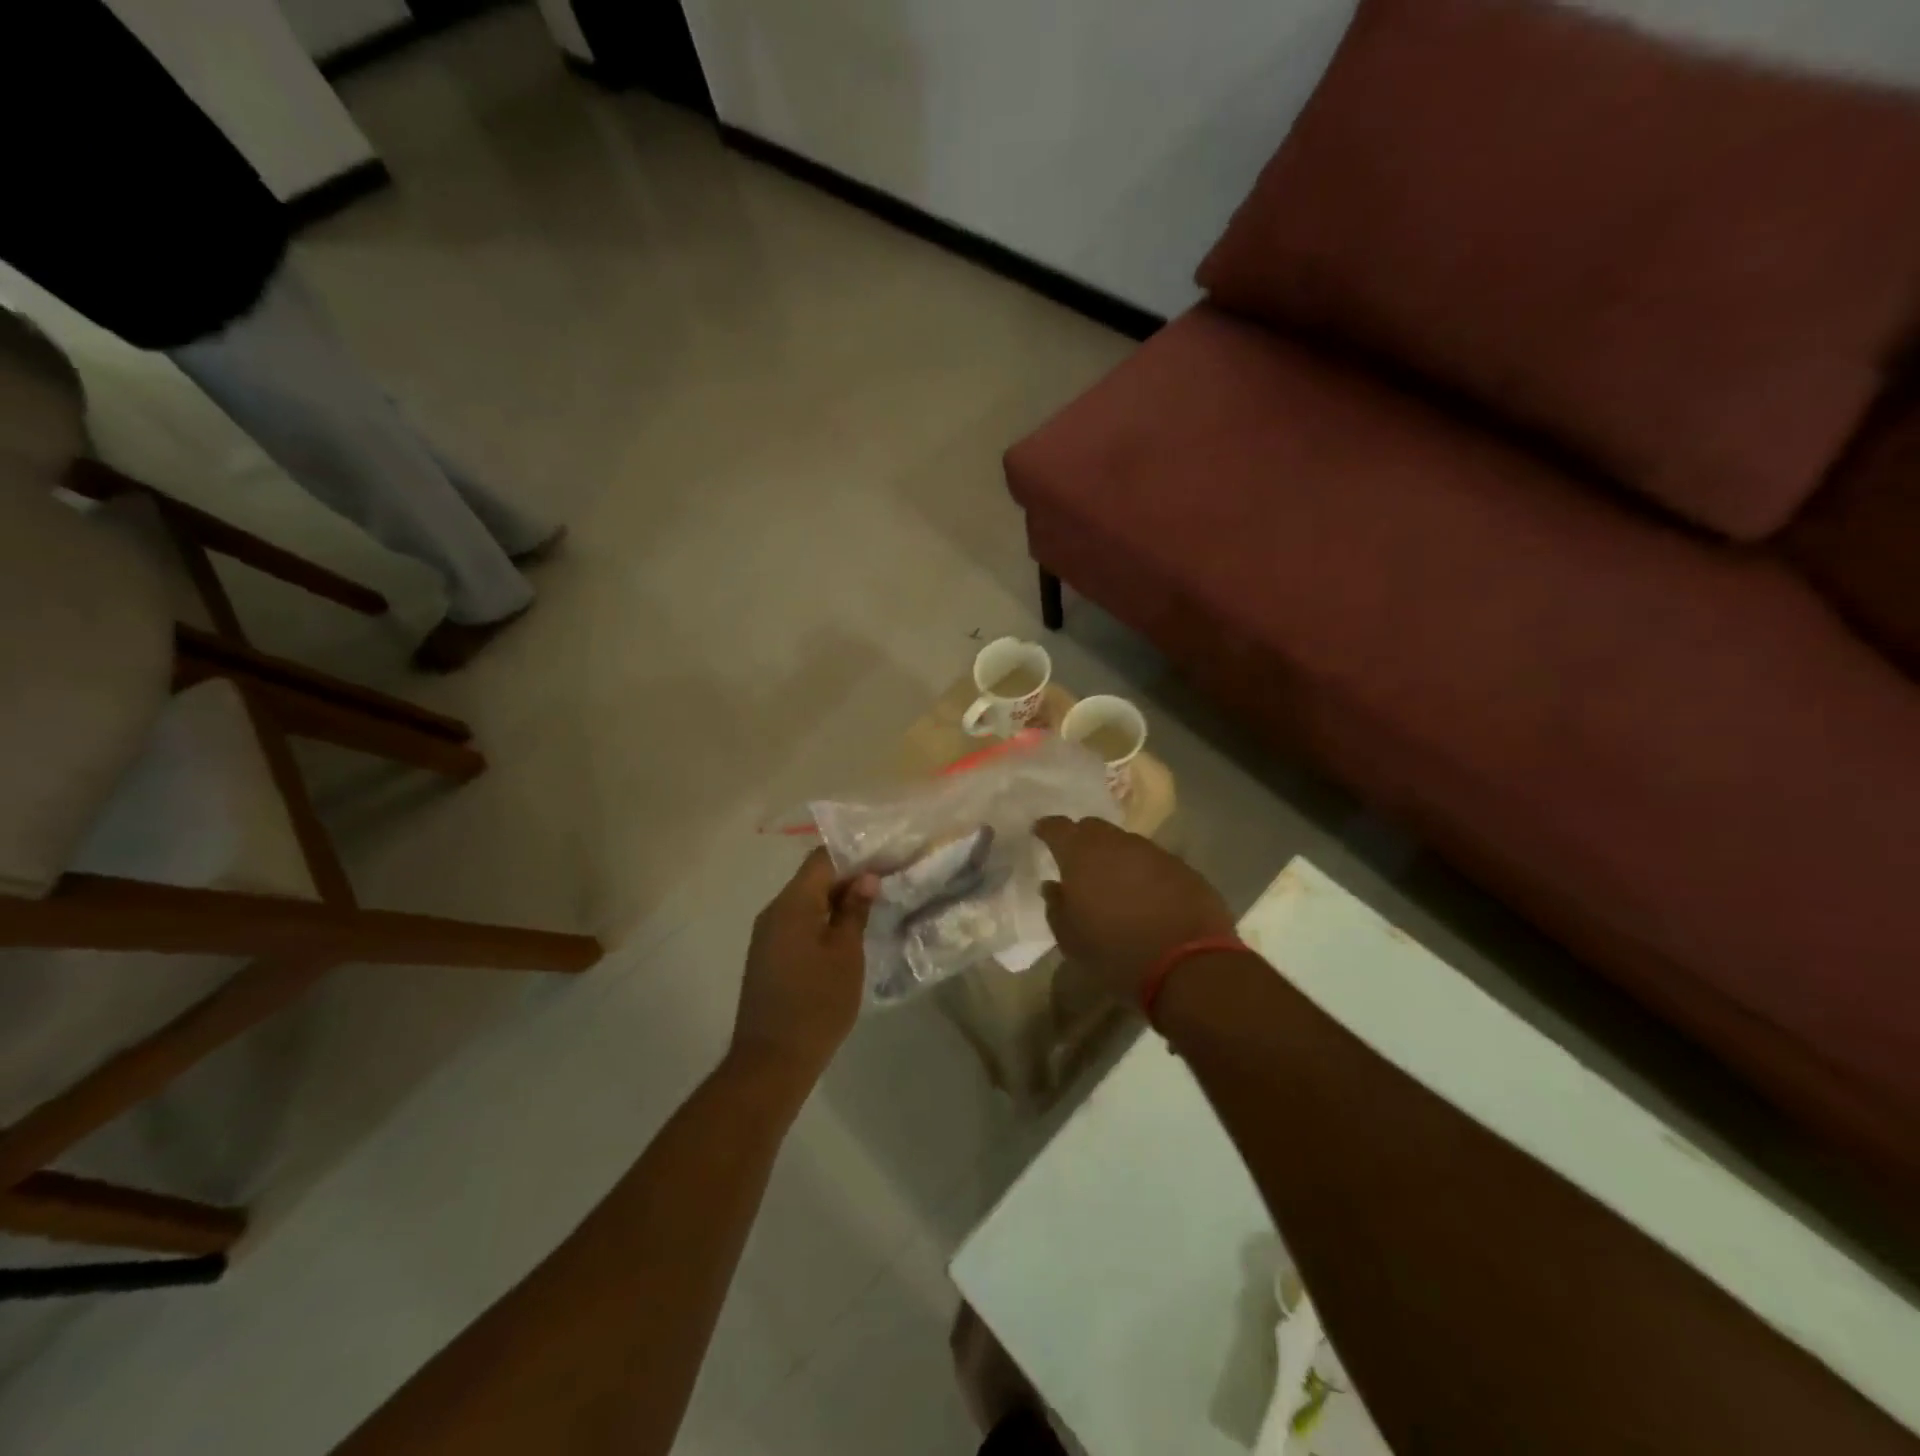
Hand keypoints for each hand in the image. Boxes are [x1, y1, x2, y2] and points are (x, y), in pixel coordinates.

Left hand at [730, 849, 875, 1083]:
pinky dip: (821, 922)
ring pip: (805, 902)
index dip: (854, 855)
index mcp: (792, 903)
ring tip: (871, 910)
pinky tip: (846, 937)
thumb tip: (865, 878)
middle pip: (813, 878)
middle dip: (848, 879)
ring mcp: (767, 935)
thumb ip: (854, 911)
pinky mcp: (767, 956)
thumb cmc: (817, 1003)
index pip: (822, 858)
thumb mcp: (846, 954)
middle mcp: (774, 911)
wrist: (771, 1061)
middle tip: (886, 886)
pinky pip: (797, 924)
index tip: (885, 862)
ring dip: (836, 902)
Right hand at [1034, 817, 1235, 1002]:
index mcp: (1082, 855)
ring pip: (1126, 844)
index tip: (1040, 833)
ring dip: (1116, 857)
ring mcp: (1154, 852)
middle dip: (1082, 840)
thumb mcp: (1071, 940)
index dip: (1047, 829)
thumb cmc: (1116, 953)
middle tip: (1078, 861)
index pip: (1058, 827)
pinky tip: (1147, 896)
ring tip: (1114, 882)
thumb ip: (1056, 907)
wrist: (1188, 966)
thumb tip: (1052, 887)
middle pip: (1094, 828)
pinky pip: (1154, 862)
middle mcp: (1117, 843)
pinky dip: (1144, 872)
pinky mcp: (1183, 868)